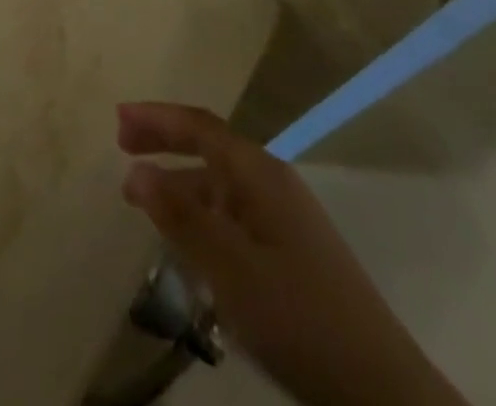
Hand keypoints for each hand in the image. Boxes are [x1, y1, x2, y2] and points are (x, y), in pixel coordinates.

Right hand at [117, 103, 466, 405]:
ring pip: (220, 183)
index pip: (199, 126)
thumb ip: (181, 217)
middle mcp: (271, 181)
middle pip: (209, 146)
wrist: (378, 388)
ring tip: (141, 199)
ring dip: (179, 182)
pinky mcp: (290, 249)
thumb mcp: (228, 268)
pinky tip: (186, 241)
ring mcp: (284, 215)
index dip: (157, 118)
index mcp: (257, 173)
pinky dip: (201, 213)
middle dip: (164, 140)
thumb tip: (136, 170)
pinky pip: (233, 213)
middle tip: (121, 144)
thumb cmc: (297, 317)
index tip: (117, 119)